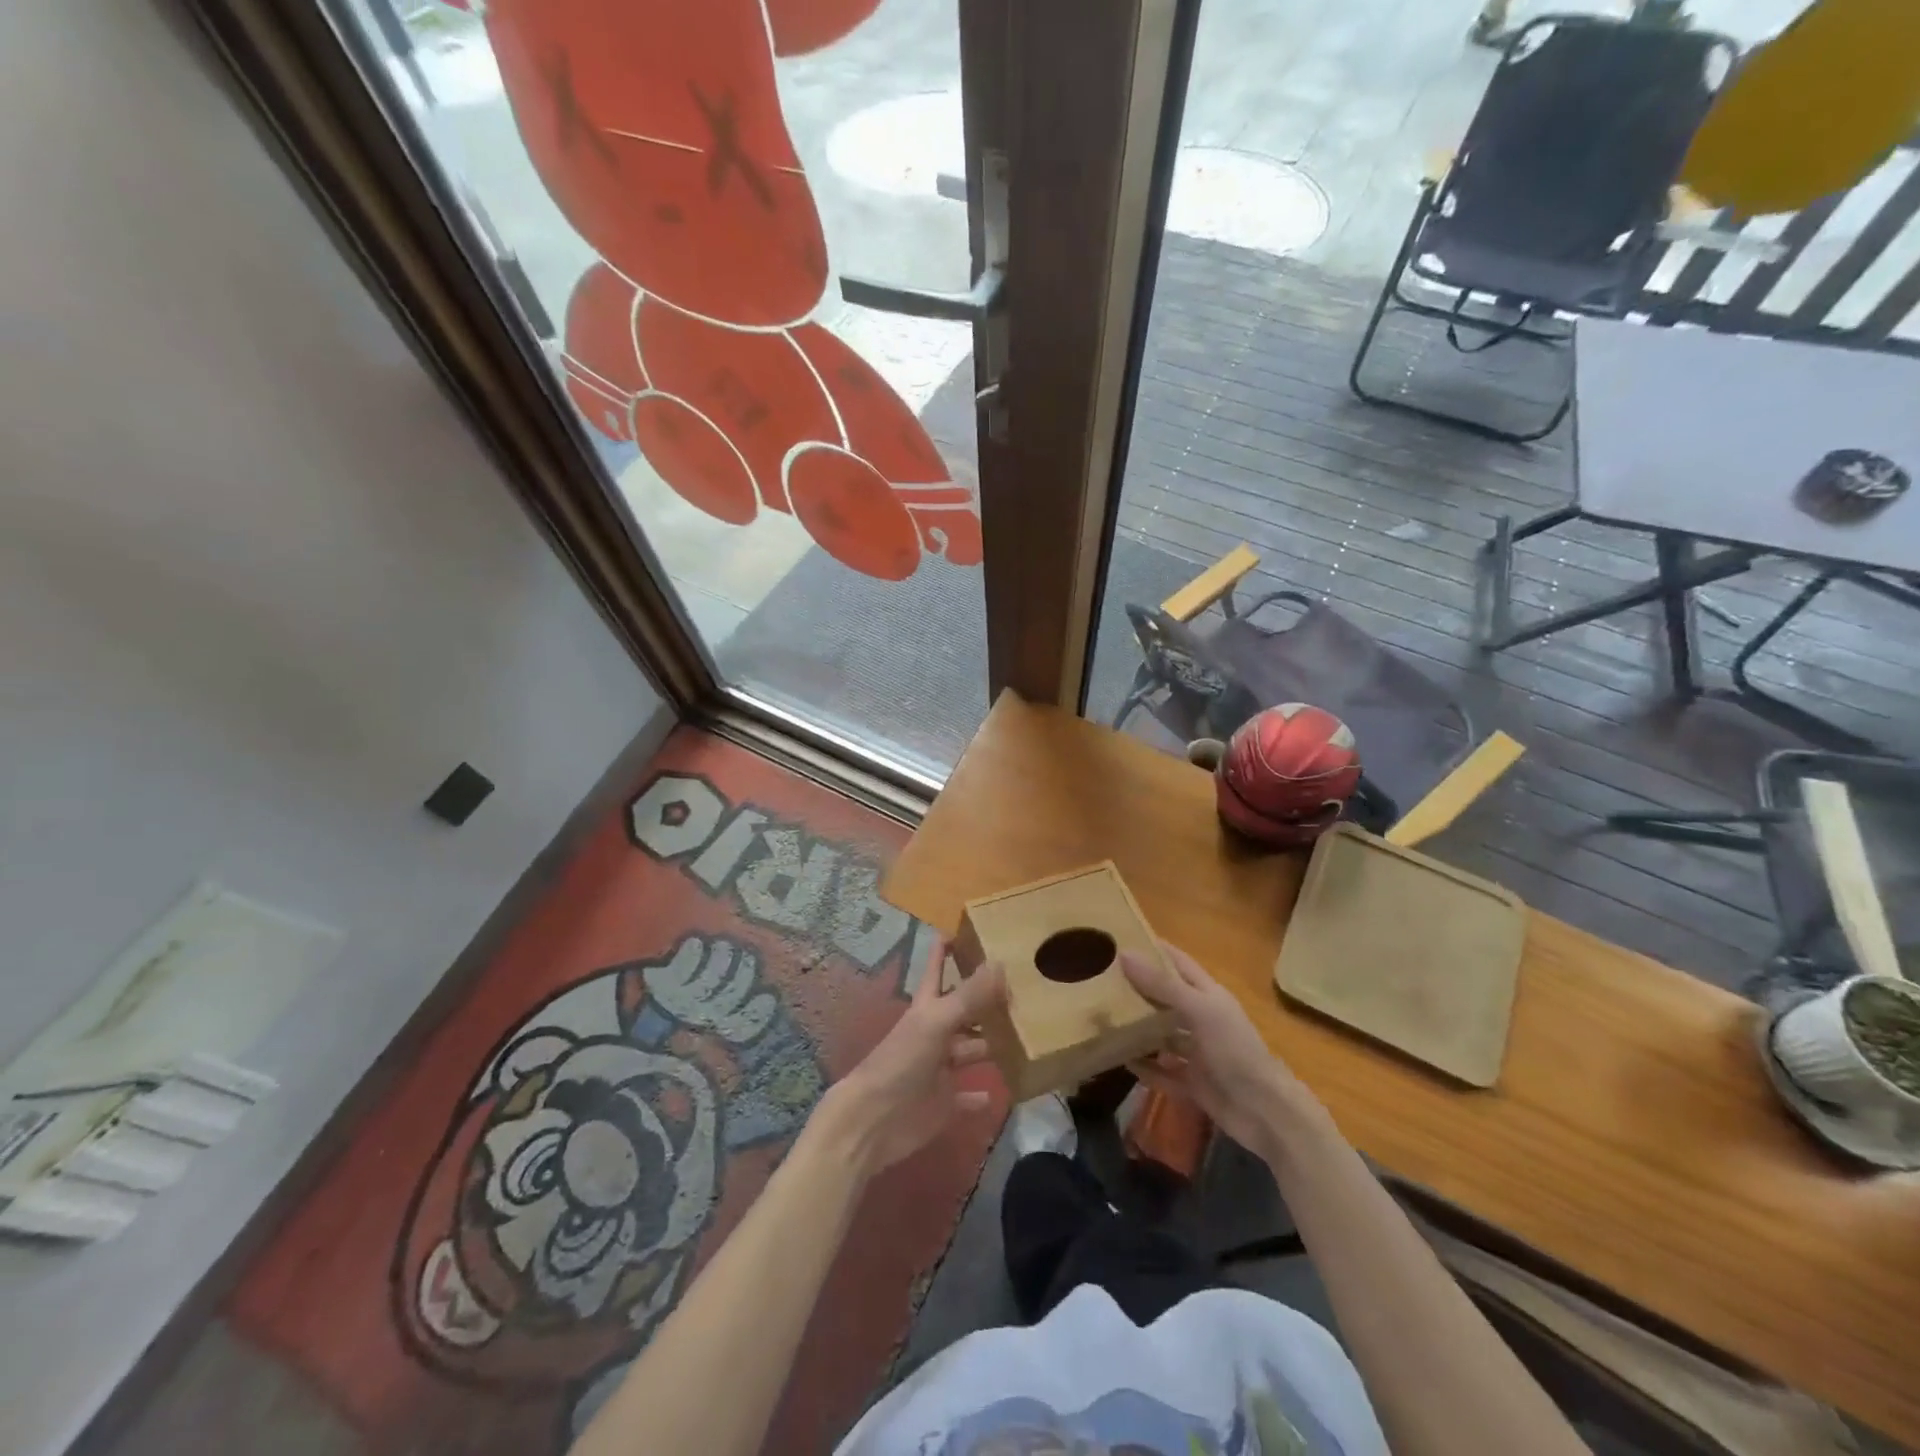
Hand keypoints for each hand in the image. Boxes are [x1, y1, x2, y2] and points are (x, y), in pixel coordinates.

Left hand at [816, 941, 1004, 1176]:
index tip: (970, 928)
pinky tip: (1002, 1093)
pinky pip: (967, 1097)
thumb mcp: (936, 1023)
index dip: (947, 948)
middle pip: (963, 1011)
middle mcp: (935, 1034)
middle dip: (985, 1000)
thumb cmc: (901, 1061)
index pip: (937, 968)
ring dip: (991, 1045)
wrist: (872, 1121)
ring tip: (1025, 1035)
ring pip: (971, 1050)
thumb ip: (969, 996)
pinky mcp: (943, 1103)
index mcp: (927, 1008)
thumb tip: (1001, 961)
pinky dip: (981, 1095)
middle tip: (1021, 986)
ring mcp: (939, 1070)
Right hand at [1123, 940, 1320, 1160]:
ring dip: (1139, 1030)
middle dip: (1138, 990)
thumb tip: (1124, 954)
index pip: (1178, 963)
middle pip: (1166, 999)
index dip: (1154, 950)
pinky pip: (1163, 1073)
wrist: (1266, 1113)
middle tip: (1101, 980)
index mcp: (1208, 996)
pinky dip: (1146, 1069)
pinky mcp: (1193, 1084)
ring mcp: (1198, 1054)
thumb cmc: (1235, 1051)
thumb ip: (1162, 985)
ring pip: (1163, 1036)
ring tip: (1105, 1020)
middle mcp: (1202, 1020)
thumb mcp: (1199, 1010)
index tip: (1122, 938)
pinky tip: (1122, 1062)